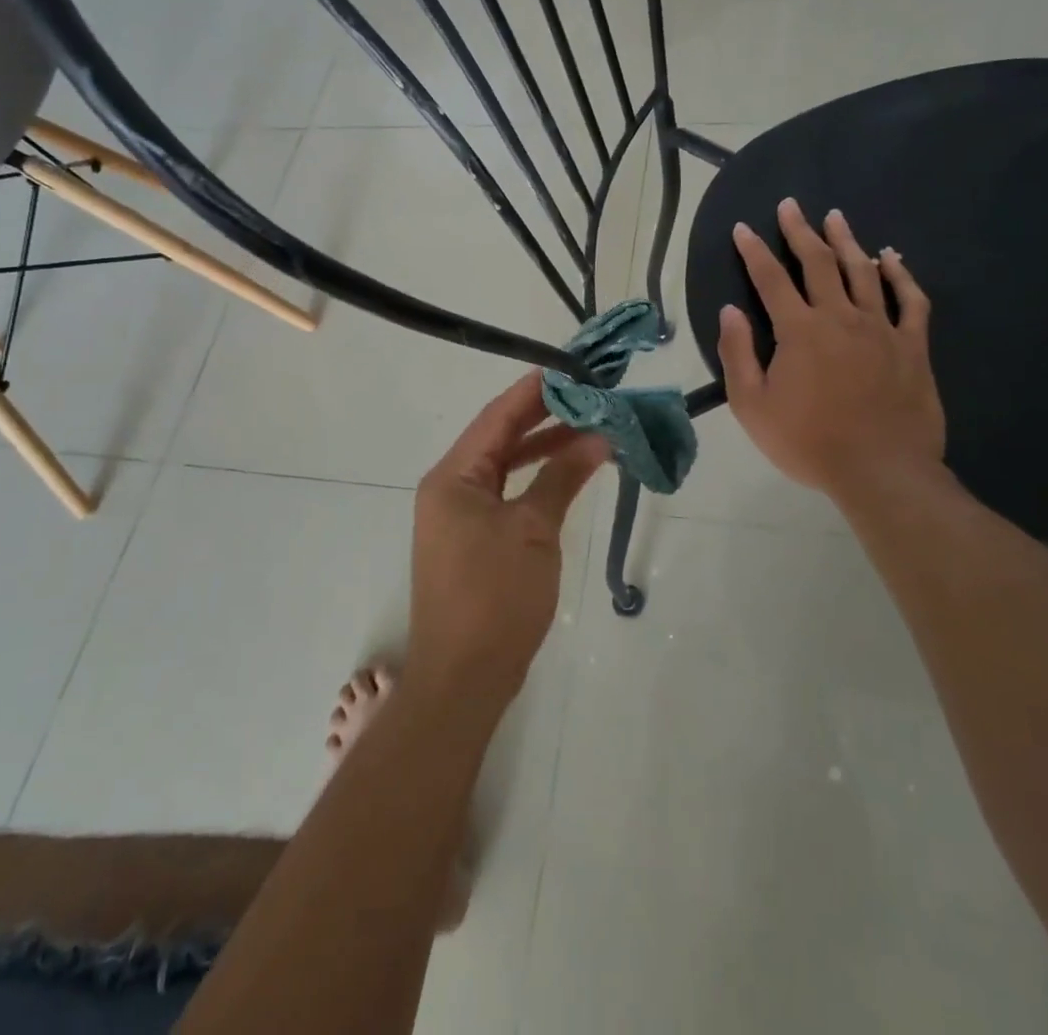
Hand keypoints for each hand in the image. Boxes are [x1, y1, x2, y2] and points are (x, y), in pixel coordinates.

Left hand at [408, 376, 610, 714]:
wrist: (464, 679)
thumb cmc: (495, 597)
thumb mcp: (533, 530)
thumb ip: (563, 477)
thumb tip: (598, 437)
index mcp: (453, 477)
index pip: (497, 417)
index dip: (534, 391)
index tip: (571, 369)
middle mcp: (449, 488)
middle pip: (499, 438)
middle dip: (544, 417)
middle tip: (589, 396)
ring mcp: (459, 516)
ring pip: (505, 466)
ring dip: (544, 448)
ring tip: (590, 429)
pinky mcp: (473, 540)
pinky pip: (506, 494)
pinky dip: (536, 480)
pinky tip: (568, 472)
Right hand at [718, 199, 945, 502]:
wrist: (880, 470)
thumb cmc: (808, 442)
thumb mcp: (753, 406)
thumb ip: (738, 354)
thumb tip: (730, 311)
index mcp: (798, 331)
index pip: (770, 279)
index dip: (754, 251)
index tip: (743, 229)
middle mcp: (839, 317)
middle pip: (818, 263)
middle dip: (800, 231)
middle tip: (792, 206)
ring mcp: (880, 327)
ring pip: (863, 271)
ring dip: (847, 241)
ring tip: (836, 217)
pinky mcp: (912, 345)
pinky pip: (910, 299)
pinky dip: (900, 274)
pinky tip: (892, 258)